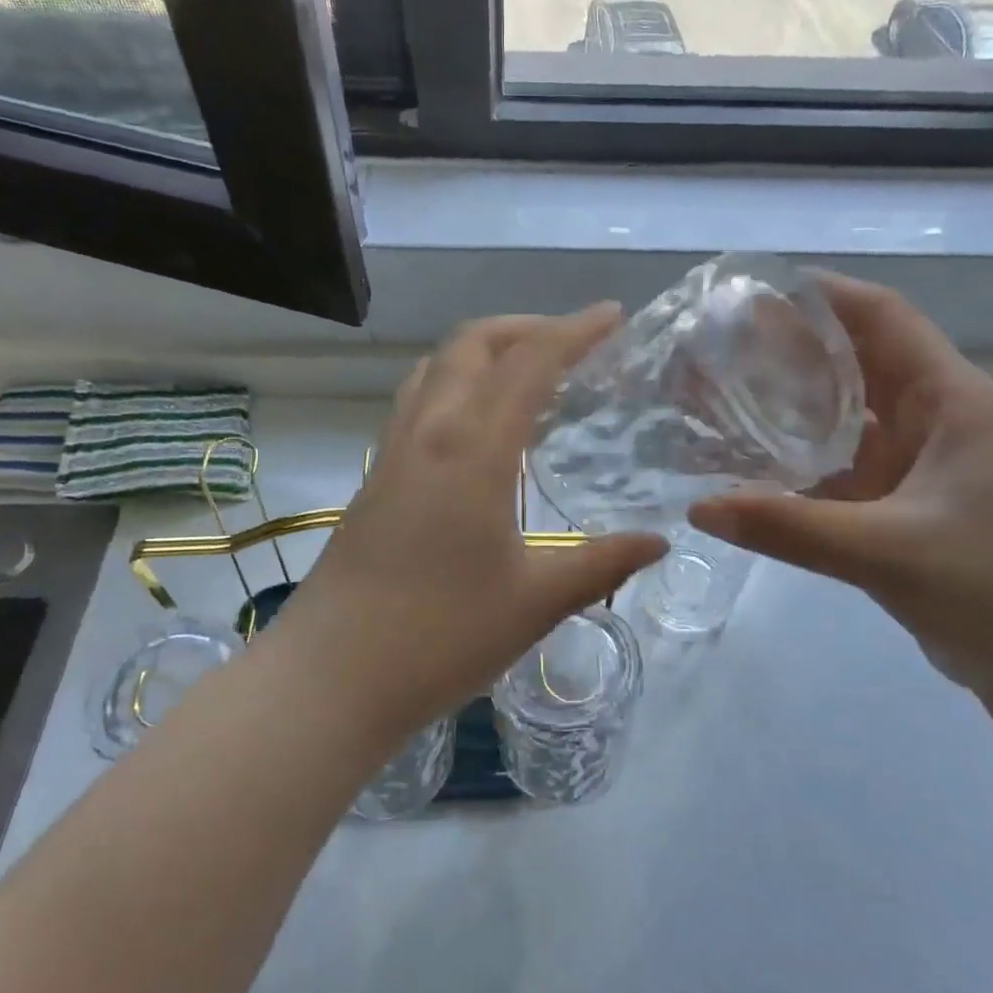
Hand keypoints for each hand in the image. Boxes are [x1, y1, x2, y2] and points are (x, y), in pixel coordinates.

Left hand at [265, 307, 667, 742]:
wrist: (332, 675)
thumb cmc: (440, 636)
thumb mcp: (536, 601)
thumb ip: (602, 564)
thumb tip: (659, 541)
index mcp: (473, 448)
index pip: (530, 362)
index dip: (575, 331)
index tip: (614, 316)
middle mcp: (428, 431)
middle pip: (473, 343)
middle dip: (527, 327)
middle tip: (574, 342)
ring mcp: (393, 451)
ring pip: (437, 366)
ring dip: (485, 350)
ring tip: (528, 372)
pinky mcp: (375, 477)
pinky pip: (417, 399)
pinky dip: (456, 382)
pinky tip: (477, 424)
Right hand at [689, 274, 992, 710]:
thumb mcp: (887, 551)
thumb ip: (790, 528)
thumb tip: (700, 506)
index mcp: (953, 402)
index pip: (884, 318)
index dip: (824, 294)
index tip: (754, 290)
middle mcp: (938, 421)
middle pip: (860, 361)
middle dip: (795, 348)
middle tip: (721, 345)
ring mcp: (923, 467)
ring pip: (851, 417)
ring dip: (796, 405)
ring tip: (728, 395)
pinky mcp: (908, 508)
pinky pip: (847, 468)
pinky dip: (805, 461)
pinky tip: (756, 465)